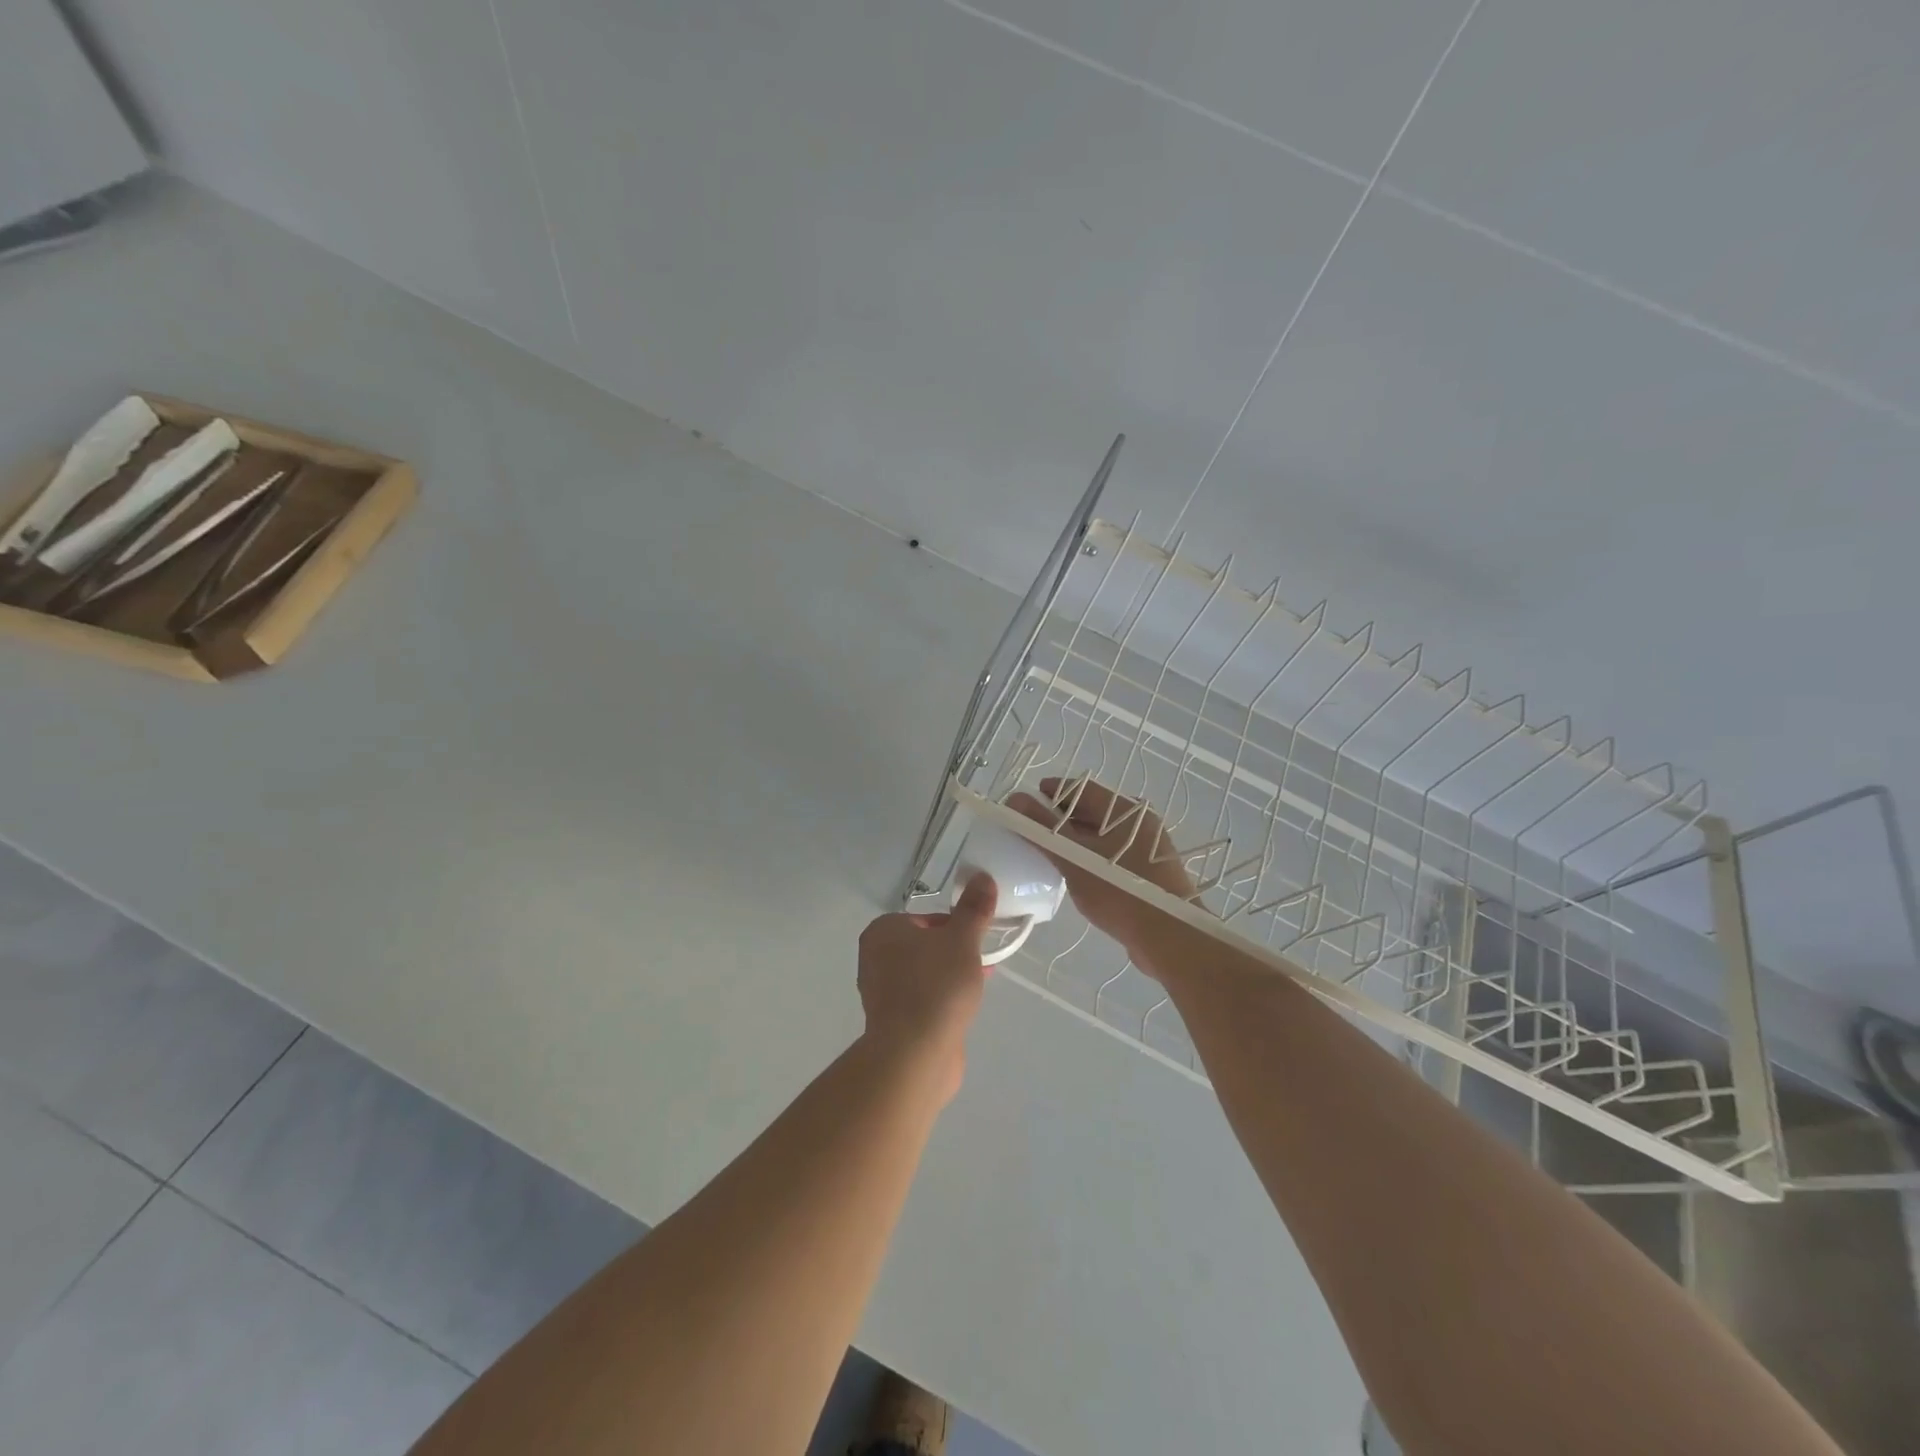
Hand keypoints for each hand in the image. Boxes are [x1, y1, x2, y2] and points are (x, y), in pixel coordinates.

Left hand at [856, 873, 995, 1101]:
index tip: (976, 941)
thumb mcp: (962, 940)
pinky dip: (941, 1001)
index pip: (926, 918)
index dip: (955, 926)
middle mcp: (874, 958)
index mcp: (882, 931)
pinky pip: (922, 1001)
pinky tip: (962, 1011)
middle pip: (924, 946)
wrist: (915, 1054)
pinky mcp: (891, 1023)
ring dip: (949, 977)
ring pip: (924, 974)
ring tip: (976, 987)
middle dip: (953, 952)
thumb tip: (982, 877)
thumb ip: (974, 909)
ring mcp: (881, 993)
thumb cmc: (936, 985)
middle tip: (979, 964)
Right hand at [1008, 778, 1200, 980]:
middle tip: (1032, 830)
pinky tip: (1074, 874)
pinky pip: (1112, 855)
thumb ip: (1043, 829)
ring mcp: (1147, 849)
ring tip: (1048, 853)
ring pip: (1103, 835)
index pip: (1081, 788)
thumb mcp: (1074, 859)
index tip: (1025, 803)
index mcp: (1126, 811)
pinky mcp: (1149, 873)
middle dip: (1060, 817)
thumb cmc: (1120, 891)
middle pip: (1093, 810)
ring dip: (1074, 839)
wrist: (1170, 938)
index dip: (1051, 792)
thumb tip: (1014, 800)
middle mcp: (1140, 823)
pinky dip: (1090, 857)